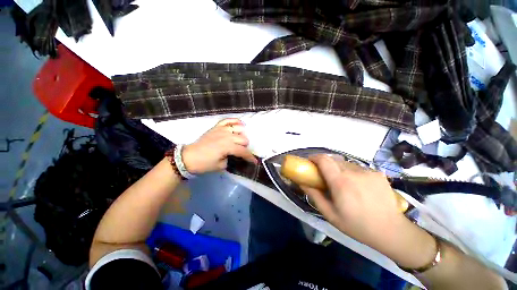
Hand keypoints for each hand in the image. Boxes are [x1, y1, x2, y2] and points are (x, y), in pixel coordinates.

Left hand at [181, 118, 256, 173]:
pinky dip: (235, 121)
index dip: (250, 158)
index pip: (243, 151)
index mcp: (228, 147)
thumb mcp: (221, 166)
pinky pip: (228, 120)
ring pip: (239, 129)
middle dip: (245, 147)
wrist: (189, 157)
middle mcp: (227, 136)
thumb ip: (231, 159)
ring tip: (240, 141)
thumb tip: (235, 155)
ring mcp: (222, 129)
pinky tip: (240, 124)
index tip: (254, 162)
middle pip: (244, 139)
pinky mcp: (216, 127)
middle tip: (242, 153)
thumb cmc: (204, 163)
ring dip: (242, 136)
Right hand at [302, 155, 435, 267]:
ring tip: (341, 182)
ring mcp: (368, 171)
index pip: (324, 160)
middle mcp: (354, 172)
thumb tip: (302, 182)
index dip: (314, 157)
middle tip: (323, 175)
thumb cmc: (357, 225)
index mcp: (341, 182)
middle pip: (333, 159)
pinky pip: (357, 168)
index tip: (309, 161)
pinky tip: (356, 185)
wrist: (391, 231)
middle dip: (325, 164)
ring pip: (345, 163)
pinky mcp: (377, 173)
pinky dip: (351, 172)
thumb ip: (314, 195)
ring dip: (338, 168)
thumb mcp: (330, 214)